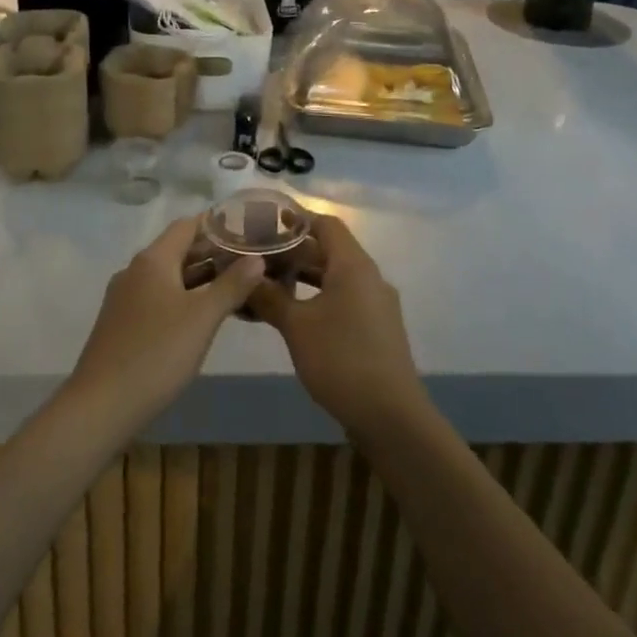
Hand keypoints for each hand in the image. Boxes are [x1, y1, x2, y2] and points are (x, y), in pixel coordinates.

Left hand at [65, 217, 266, 432]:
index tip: (248, 230)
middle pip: (178, 250)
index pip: (187, 225)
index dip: (217, 225)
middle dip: (213, 253)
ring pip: (168, 276)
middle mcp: (135, 271)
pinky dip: (183, 298)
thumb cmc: (157, 354)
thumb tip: (257, 259)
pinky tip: (202, 318)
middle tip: (249, 262)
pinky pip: (158, 298)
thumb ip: (232, 285)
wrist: (100, 406)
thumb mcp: (203, 318)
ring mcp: (125, 298)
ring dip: (199, 278)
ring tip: (234, 287)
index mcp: (153, 260)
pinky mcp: (121, 323)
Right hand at [246, 216, 427, 437]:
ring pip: (335, 277)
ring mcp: (376, 304)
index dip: (296, 219)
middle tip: (258, 255)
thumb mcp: (296, 326)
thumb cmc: (341, 359)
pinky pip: (343, 299)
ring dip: (304, 277)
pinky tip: (292, 315)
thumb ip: (269, 297)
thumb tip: (245, 278)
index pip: (325, 224)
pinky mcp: (376, 329)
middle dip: (293, 251)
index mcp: (353, 265)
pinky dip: (317, 298)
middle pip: (329, 250)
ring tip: (268, 283)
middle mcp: (369, 277)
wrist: (391, 417)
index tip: (265, 221)